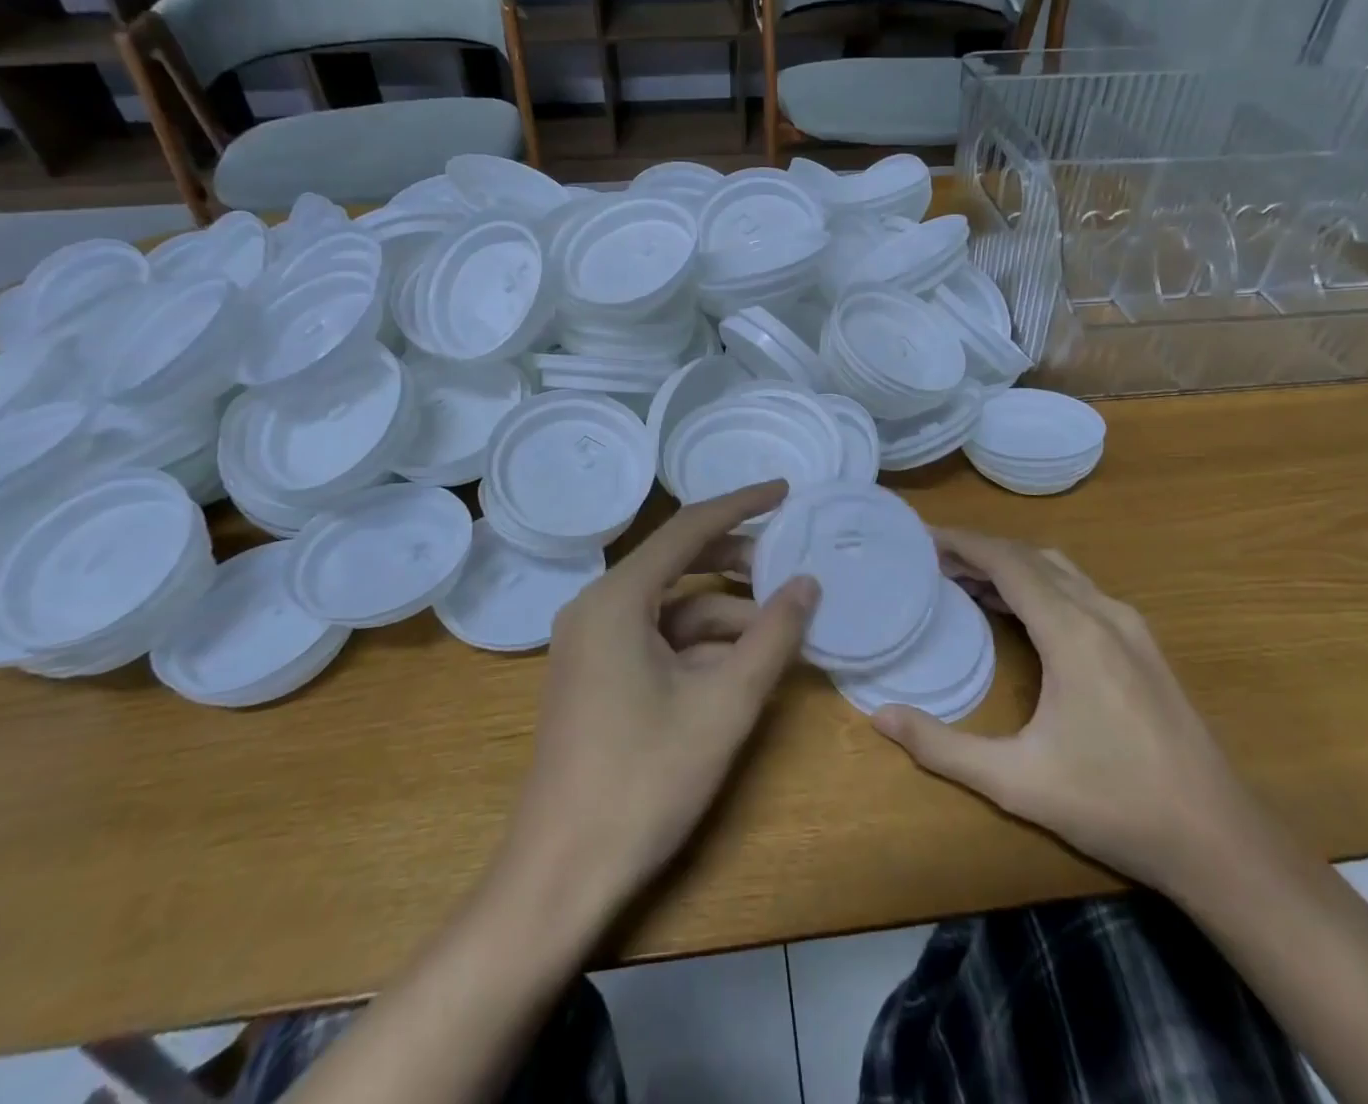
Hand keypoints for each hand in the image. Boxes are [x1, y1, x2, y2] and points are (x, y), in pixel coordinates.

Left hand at [500, 481, 818, 918]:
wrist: (560, 875)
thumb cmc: (644, 781)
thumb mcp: (724, 704)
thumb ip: (772, 637)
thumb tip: (807, 584)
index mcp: (616, 599)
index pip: (688, 528)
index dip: (742, 505)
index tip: (786, 491)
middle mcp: (597, 608)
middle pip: (678, 563)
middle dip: (737, 563)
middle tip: (791, 564)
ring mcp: (592, 645)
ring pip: (672, 608)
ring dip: (726, 614)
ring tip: (782, 626)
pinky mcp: (597, 677)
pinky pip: (657, 640)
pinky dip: (701, 645)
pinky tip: (744, 664)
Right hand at [873, 530, 1254, 891]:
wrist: (1219, 840)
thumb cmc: (1114, 805)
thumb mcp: (1017, 781)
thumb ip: (943, 748)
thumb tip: (880, 716)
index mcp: (1073, 632)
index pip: (1008, 562)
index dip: (963, 542)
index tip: (922, 535)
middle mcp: (1103, 613)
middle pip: (1032, 558)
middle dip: (980, 551)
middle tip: (932, 559)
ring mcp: (1129, 627)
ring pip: (1060, 571)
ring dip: (1011, 566)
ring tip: (965, 580)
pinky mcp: (1142, 646)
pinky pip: (1080, 591)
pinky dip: (1039, 585)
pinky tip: (1019, 613)